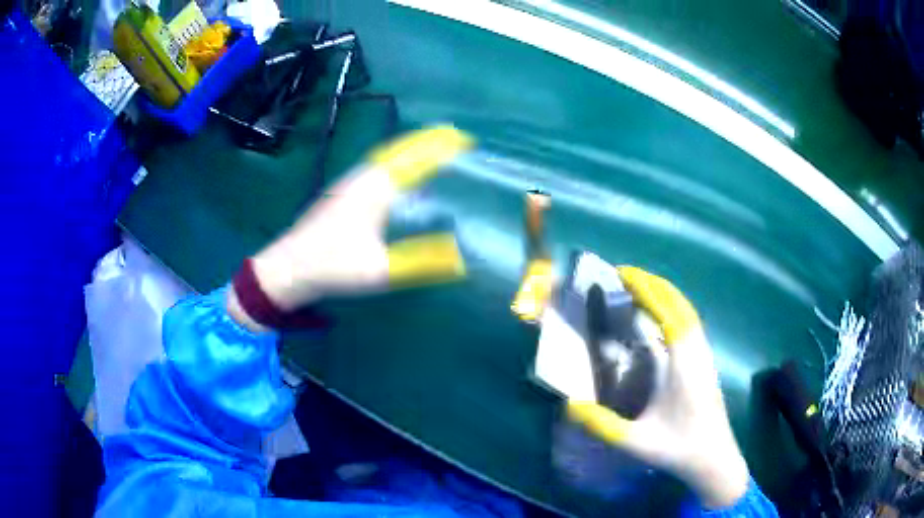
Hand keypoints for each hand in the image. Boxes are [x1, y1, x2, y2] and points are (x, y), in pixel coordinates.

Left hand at [228, 125, 472, 331]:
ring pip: (385, 156)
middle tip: (451, 137)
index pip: (414, 159)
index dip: (439, 147)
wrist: (287, 268)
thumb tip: (461, 259)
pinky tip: (396, 174)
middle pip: (399, 149)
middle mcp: (362, 178)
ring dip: (409, 149)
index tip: (463, 139)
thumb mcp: (381, 269)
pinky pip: (375, 166)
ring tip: (431, 149)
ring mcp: (347, 183)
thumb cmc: (332, 266)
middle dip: (426, 140)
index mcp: (375, 189)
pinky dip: (394, 161)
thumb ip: (421, 262)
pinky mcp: (339, 193)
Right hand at [566, 266, 749, 508]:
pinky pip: (690, 323)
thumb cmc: (679, 449)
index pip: (667, 313)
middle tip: (624, 275)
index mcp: (683, 364)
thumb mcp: (637, 442)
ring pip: (687, 312)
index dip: (646, 290)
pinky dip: (673, 309)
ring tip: (638, 288)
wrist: (715, 459)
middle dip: (653, 284)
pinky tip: (660, 318)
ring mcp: (704, 356)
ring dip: (664, 294)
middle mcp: (697, 352)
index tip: (623, 273)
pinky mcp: (706, 363)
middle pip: (679, 304)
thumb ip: (602, 425)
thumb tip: (569, 404)